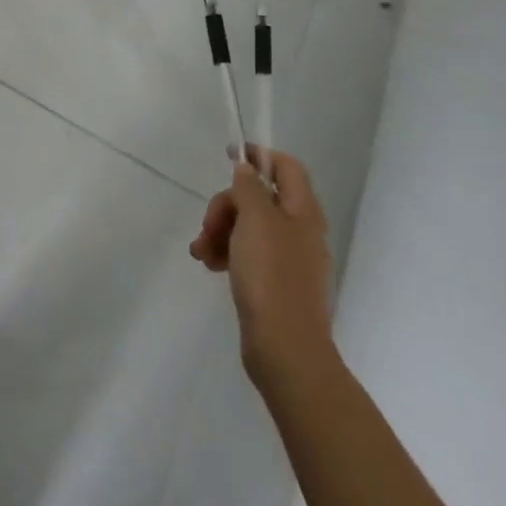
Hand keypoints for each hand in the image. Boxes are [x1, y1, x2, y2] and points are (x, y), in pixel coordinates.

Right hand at [189, 146, 334, 386]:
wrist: (285, 350)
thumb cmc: (271, 275)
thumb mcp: (255, 219)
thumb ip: (249, 187)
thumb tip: (248, 169)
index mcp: (303, 210)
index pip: (286, 166)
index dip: (260, 155)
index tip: (230, 155)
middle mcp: (300, 230)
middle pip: (260, 197)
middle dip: (228, 204)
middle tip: (209, 223)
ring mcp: (289, 260)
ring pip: (249, 227)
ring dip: (222, 230)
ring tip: (202, 251)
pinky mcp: (276, 285)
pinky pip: (249, 255)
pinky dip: (228, 253)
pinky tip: (209, 265)